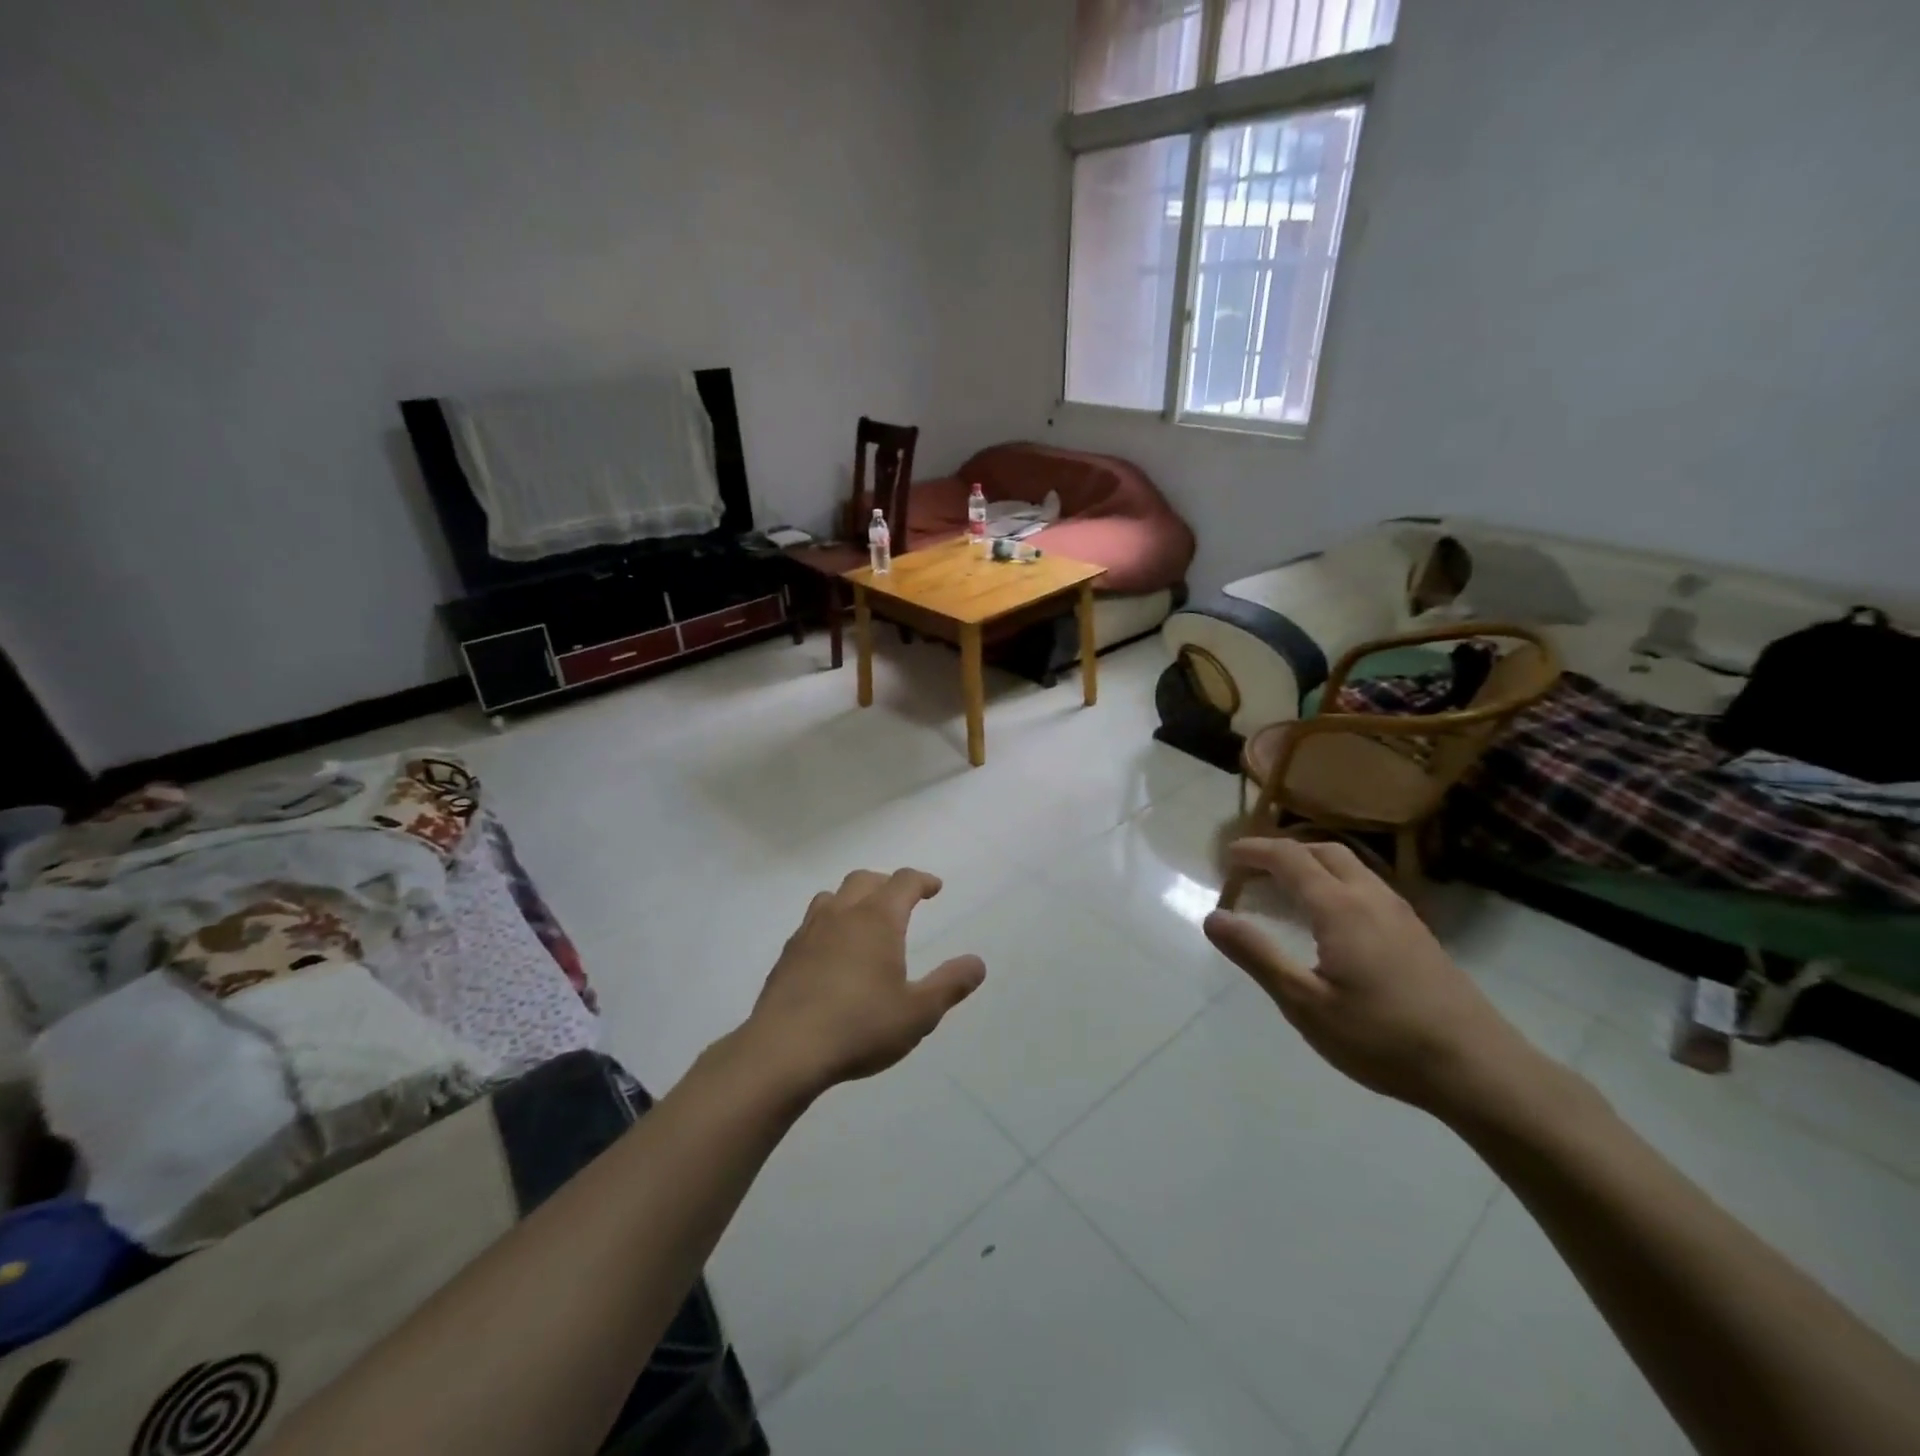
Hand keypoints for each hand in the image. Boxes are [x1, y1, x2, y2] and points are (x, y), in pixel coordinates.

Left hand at [743, 868, 985, 1094]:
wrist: (784, 1051)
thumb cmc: (860, 1027)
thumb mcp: (918, 1012)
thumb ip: (950, 984)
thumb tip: (977, 963)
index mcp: (877, 919)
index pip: (903, 882)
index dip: (922, 880)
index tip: (934, 888)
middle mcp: (842, 914)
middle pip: (865, 879)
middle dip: (887, 884)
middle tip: (902, 900)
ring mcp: (809, 932)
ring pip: (832, 896)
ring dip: (853, 899)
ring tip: (864, 921)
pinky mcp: (787, 955)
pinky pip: (811, 924)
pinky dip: (829, 925)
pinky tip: (832, 953)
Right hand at [1204, 839, 1544, 1120]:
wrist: (1479, 1069)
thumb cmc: (1382, 1037)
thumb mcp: (1305, 1003)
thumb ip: (1257, 955)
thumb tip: (1213, 917)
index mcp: (1340, 907)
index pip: (1289, 858)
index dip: (1255, 850)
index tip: (1227, 856)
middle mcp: (1371, 898)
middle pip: (1323, 851)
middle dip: (1284, 850)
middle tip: (1253, 869)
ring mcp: (1401, 914)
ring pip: (1351, 867)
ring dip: (1312, 863)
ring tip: (1286, 887)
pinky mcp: (1418, 934)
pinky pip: (1367, 887)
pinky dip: (1336, 882)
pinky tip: (1331, 918)